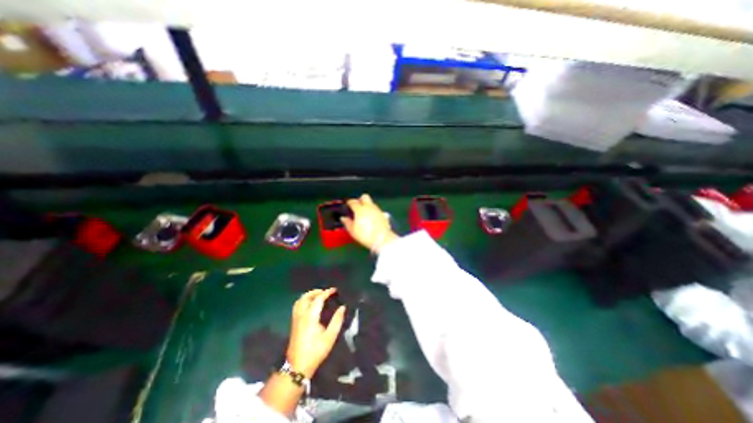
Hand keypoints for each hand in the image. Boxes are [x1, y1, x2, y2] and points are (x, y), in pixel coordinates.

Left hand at [285, 289, 346, 377]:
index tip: (335, 290)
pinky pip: (297, 306)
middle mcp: (301, 315)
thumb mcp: (330, 337)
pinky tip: (310, 305)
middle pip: (306, 297)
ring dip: (309, 295)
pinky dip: (304, 301)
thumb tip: (343, 307)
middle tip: (326, 292)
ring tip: (318, 296)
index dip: (327, 292)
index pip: (318, 299)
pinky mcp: (293, 323)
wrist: (297, 367)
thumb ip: (337, 320)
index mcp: (310, 317)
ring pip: (300, 301)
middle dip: (316, 292)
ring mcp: (295, 319)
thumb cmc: (315, 351)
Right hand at [344, 194, 399, 252]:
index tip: (348, 205)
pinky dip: (373, 212)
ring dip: (367, 206)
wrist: (382, 239)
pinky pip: (376, 209)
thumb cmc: (365, 235)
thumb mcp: (352, 230)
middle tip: (357, 206)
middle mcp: (369, 207)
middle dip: (360, 199)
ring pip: (371, 203)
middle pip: (364, 197)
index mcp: (360, 209)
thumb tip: (343, 218)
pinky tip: (371, 219)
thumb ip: (347, 223)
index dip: (349, 202)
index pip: (353, 201)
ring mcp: (377, 210)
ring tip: (364, 214)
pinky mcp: (383, 215)